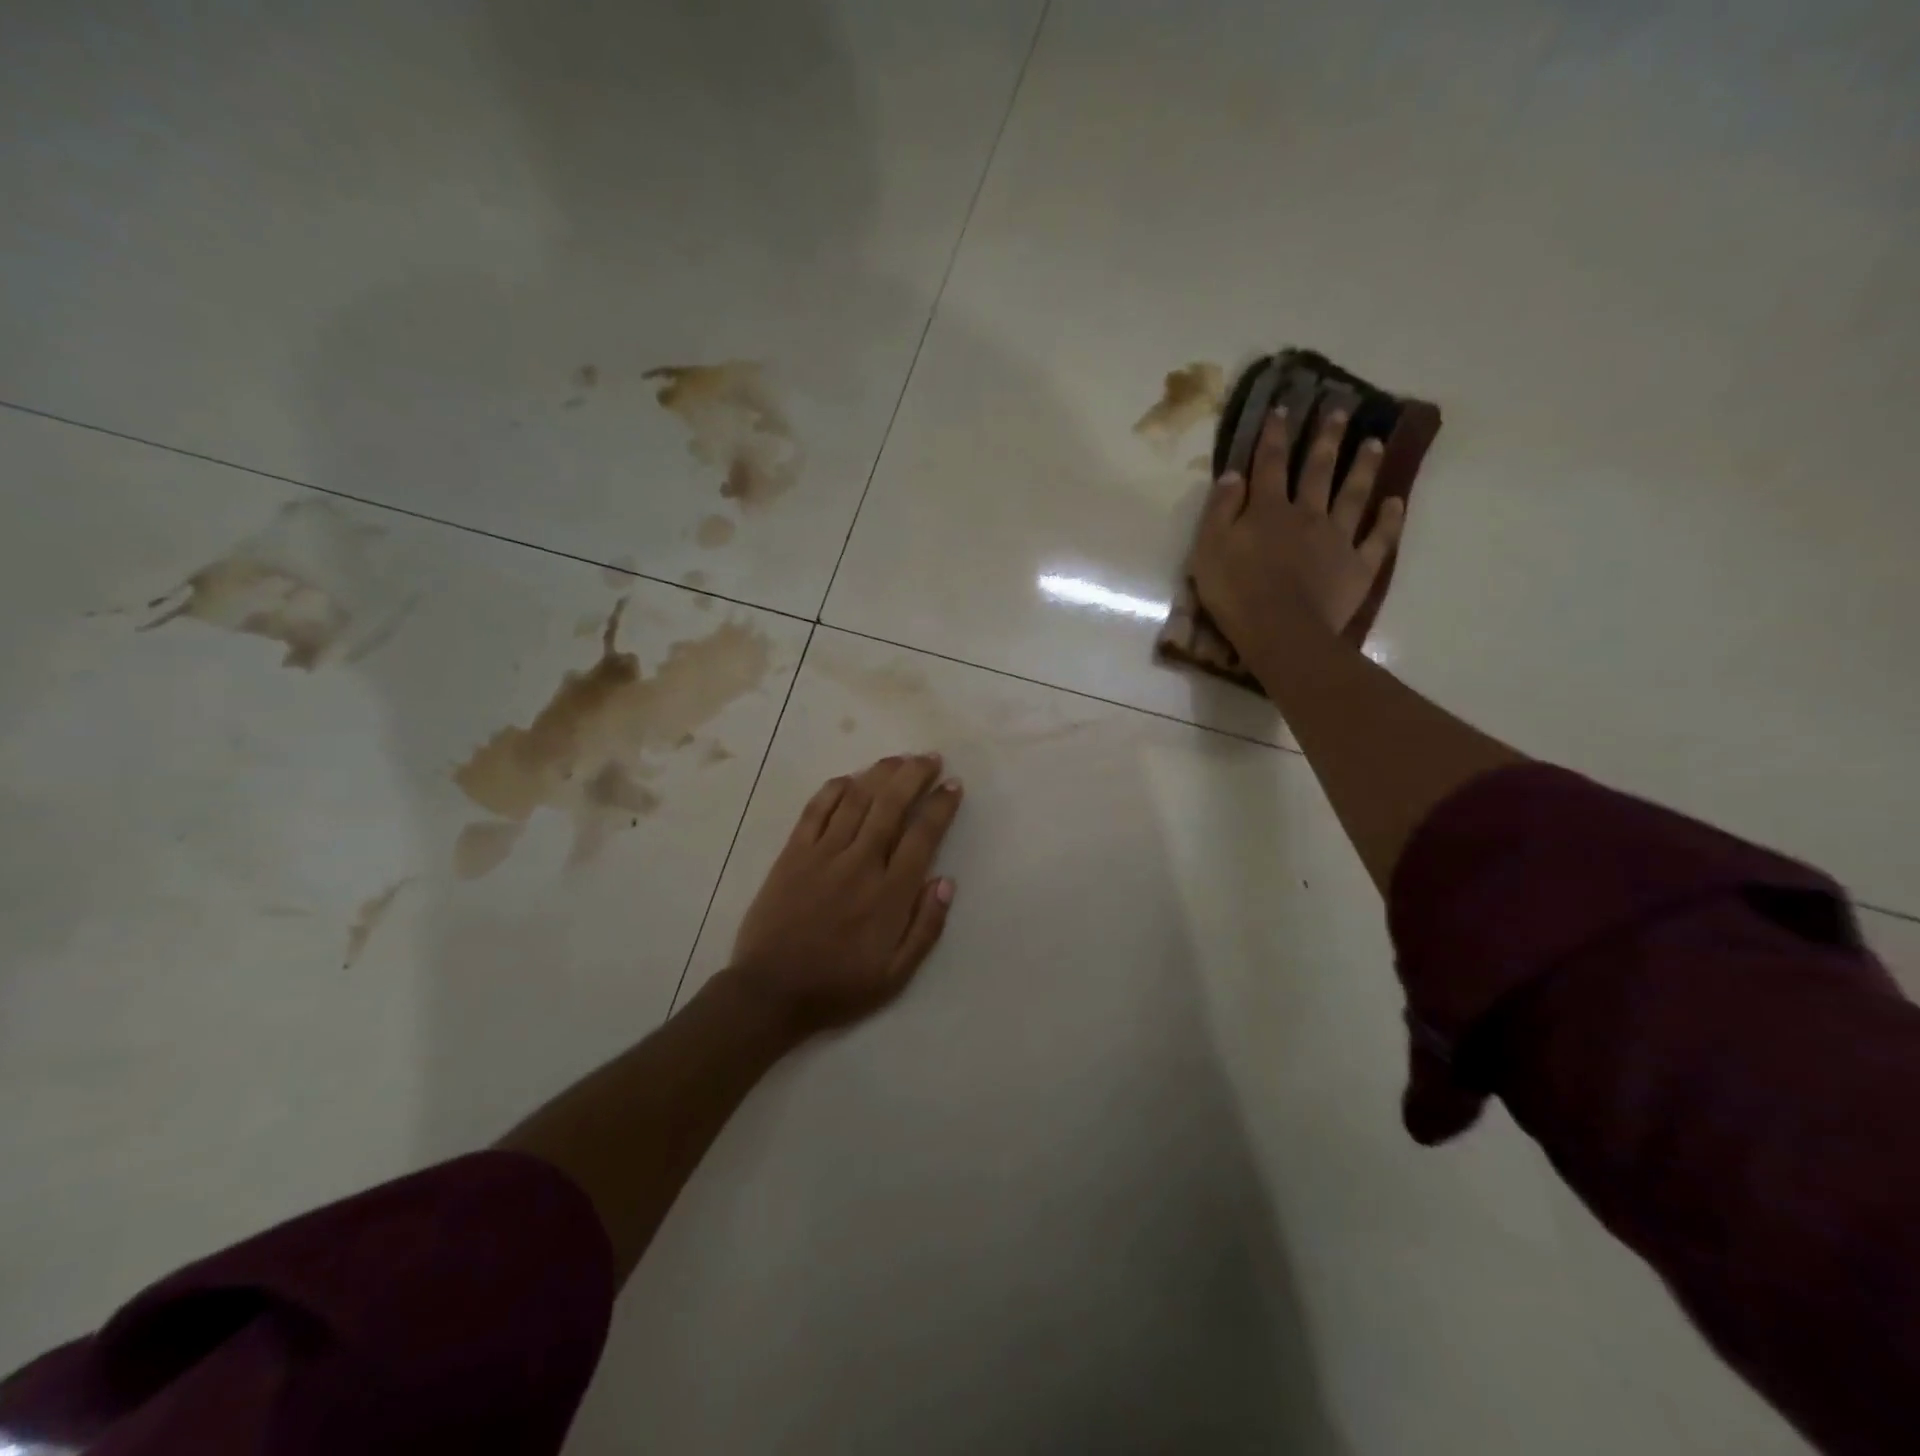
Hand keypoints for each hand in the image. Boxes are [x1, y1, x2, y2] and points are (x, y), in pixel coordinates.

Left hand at [729, 753, 962, 1035]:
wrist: (771, 992)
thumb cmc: (839, 986)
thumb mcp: (896, 975)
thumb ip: (926, 928)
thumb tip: (946, 881)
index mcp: (889, 894)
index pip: (922, 836)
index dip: (940, 806)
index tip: (953, 785)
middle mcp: (859, 863)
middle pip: (890, 805)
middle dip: (914, 775)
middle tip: (930, 758)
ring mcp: (822, 854)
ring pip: (855, 799)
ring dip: (880, 773)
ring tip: (899, 759)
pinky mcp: (792, 853)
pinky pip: (815, 810)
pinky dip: (834, 789)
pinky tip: (850, 779)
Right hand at [1189, 405, 1404, 648]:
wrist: (1280, 631)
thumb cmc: (1235, 592)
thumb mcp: (1209, 548)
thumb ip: (1220, 509)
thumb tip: (1234, 474)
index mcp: (1268, 510)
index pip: (1269, 464)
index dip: (1274, 435)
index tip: (1283, 408)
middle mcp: (1307, 514)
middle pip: (1318, 470)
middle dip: (1326, 439)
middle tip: (1341, 409)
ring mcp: (1337, 539)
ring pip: (1353, 495)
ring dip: (1363, 467)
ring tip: (1375, 443)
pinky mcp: (1357, 566)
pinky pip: (1378, 539)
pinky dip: (1388, 520)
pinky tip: (1395, 503)